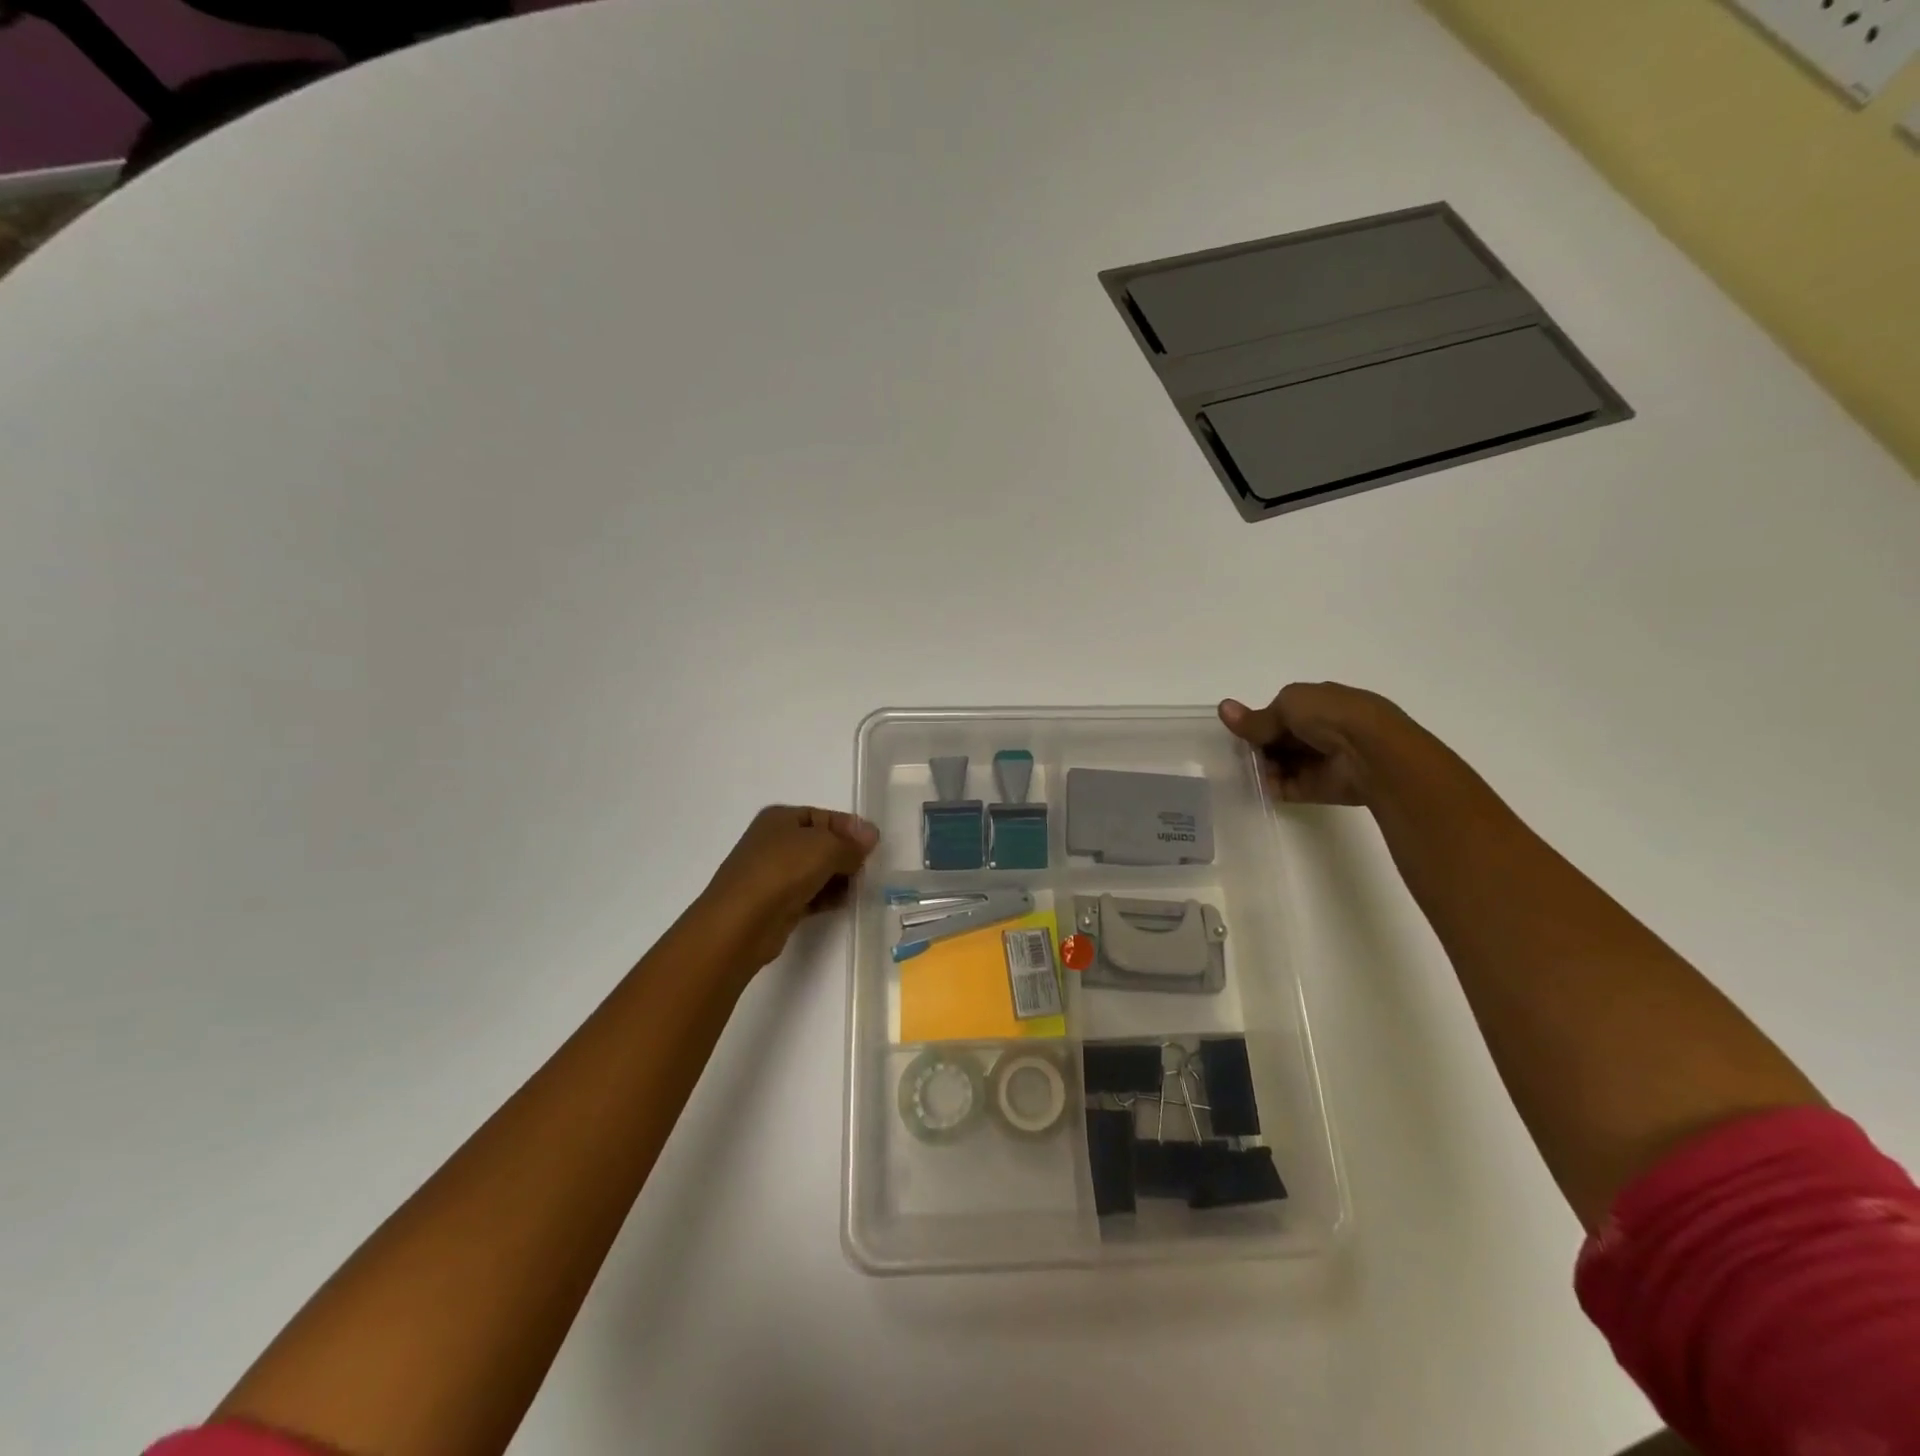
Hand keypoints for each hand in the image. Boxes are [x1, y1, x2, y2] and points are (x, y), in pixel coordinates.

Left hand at [696, 805, 880, 968]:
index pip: (824, 816)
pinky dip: (827, 897)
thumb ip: (852, 843)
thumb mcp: (826, 847)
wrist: (741, 923)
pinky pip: (810, 894)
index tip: (874, 845)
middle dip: (846, 854)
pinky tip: (845, 903)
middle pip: (821, 844)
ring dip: (839, 877)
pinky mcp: (777, 903)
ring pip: (816, 870)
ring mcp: (773, 874)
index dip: (850, 828)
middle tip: (868, 868)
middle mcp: (774, 842)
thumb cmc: (782, 871)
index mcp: (780, 818)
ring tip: (860, 887)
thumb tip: (871, 836)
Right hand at [1218, 683, 1404, 805]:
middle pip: (1279, 739)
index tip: (1238, 728)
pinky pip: (1284, 787)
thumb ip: (1257, 717)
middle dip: (1257, 743)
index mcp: (1320, 703)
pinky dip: (1267, 786)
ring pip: (1280, 763)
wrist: (1371, 754)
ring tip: (1238, 767)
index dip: (1259, 719)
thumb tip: (1223, 708)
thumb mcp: (1288, 704)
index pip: (1283, 711)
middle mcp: (1321, 731)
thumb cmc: (1332, 716)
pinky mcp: (1316, 788)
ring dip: (1260, 765)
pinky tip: (1248, 783)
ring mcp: (1319, 761)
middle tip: (1233, 750)